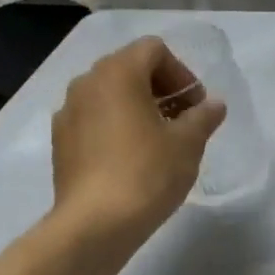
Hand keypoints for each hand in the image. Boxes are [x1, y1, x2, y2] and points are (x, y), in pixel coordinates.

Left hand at [51, 37, 225, 247]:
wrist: (95, 224)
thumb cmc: (147, 173)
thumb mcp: (188, 144)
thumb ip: (203, 117)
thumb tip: (214, 105)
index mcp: (118, 73)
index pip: (154, 50)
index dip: (182, 73)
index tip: (196, 107)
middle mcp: (86, 83)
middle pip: (129, 69)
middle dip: (160, 89)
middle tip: (182, 121)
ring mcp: (68, 112)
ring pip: (108, 95)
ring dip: (136, 108)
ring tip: (158, 141)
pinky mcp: (60, 142)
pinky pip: (93, 120)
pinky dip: (114, 127)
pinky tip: (130, 159)